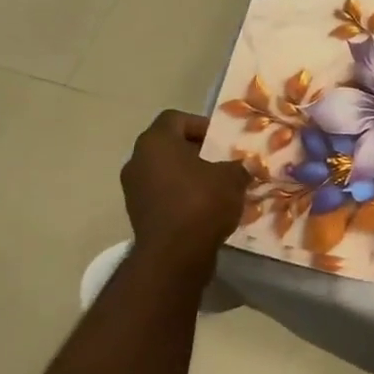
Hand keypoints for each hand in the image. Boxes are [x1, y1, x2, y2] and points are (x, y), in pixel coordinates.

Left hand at [121, 111, 249, 276]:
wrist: (174, 255)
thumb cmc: (201, 203)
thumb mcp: (232, 178)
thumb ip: (237, 166)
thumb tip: (241, 168)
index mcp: (155, 142)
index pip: (175, 118)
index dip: (200, 124)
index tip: (221, 140)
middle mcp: (137, 160)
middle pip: (169, 146)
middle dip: (196, 152)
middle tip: (222, 162)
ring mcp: (133, 189)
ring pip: (165, 172)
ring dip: (188, 176)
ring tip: (216, 188)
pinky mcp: (137, 214)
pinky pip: (162, 195)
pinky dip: (180, 197)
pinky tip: (204, 209)